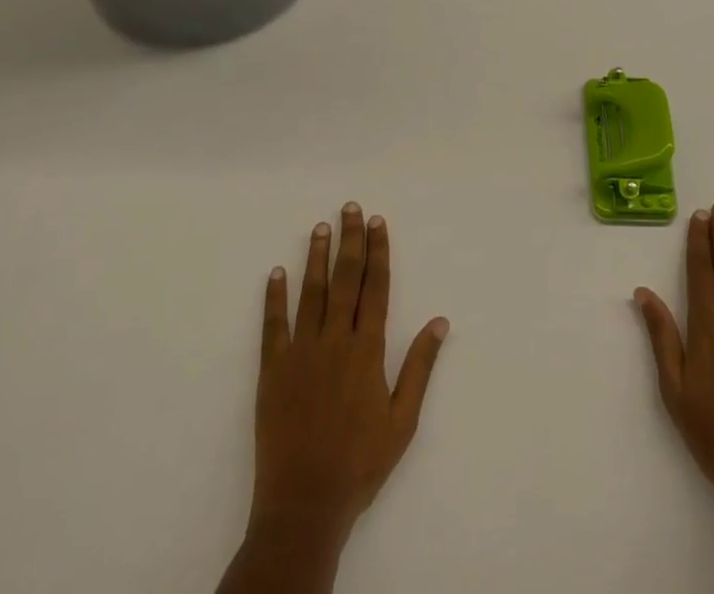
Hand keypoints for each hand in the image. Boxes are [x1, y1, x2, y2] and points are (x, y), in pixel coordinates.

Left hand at [249, 203, 448, 542]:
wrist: (304, 505)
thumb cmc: (360, 463)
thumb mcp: (403, 420)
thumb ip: (419, 367)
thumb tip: (440, 321)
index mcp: (367, 350)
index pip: (376, 287)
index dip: (378, 252)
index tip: (378, 222)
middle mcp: (335, 340)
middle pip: (345, 279)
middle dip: (350, 241)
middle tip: (351, 208)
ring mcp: (301, 352)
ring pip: (311, 293)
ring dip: (316, 258)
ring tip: (320, 227)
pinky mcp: (273, 370)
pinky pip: (274, 325)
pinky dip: (274, 297)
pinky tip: (276, 273)